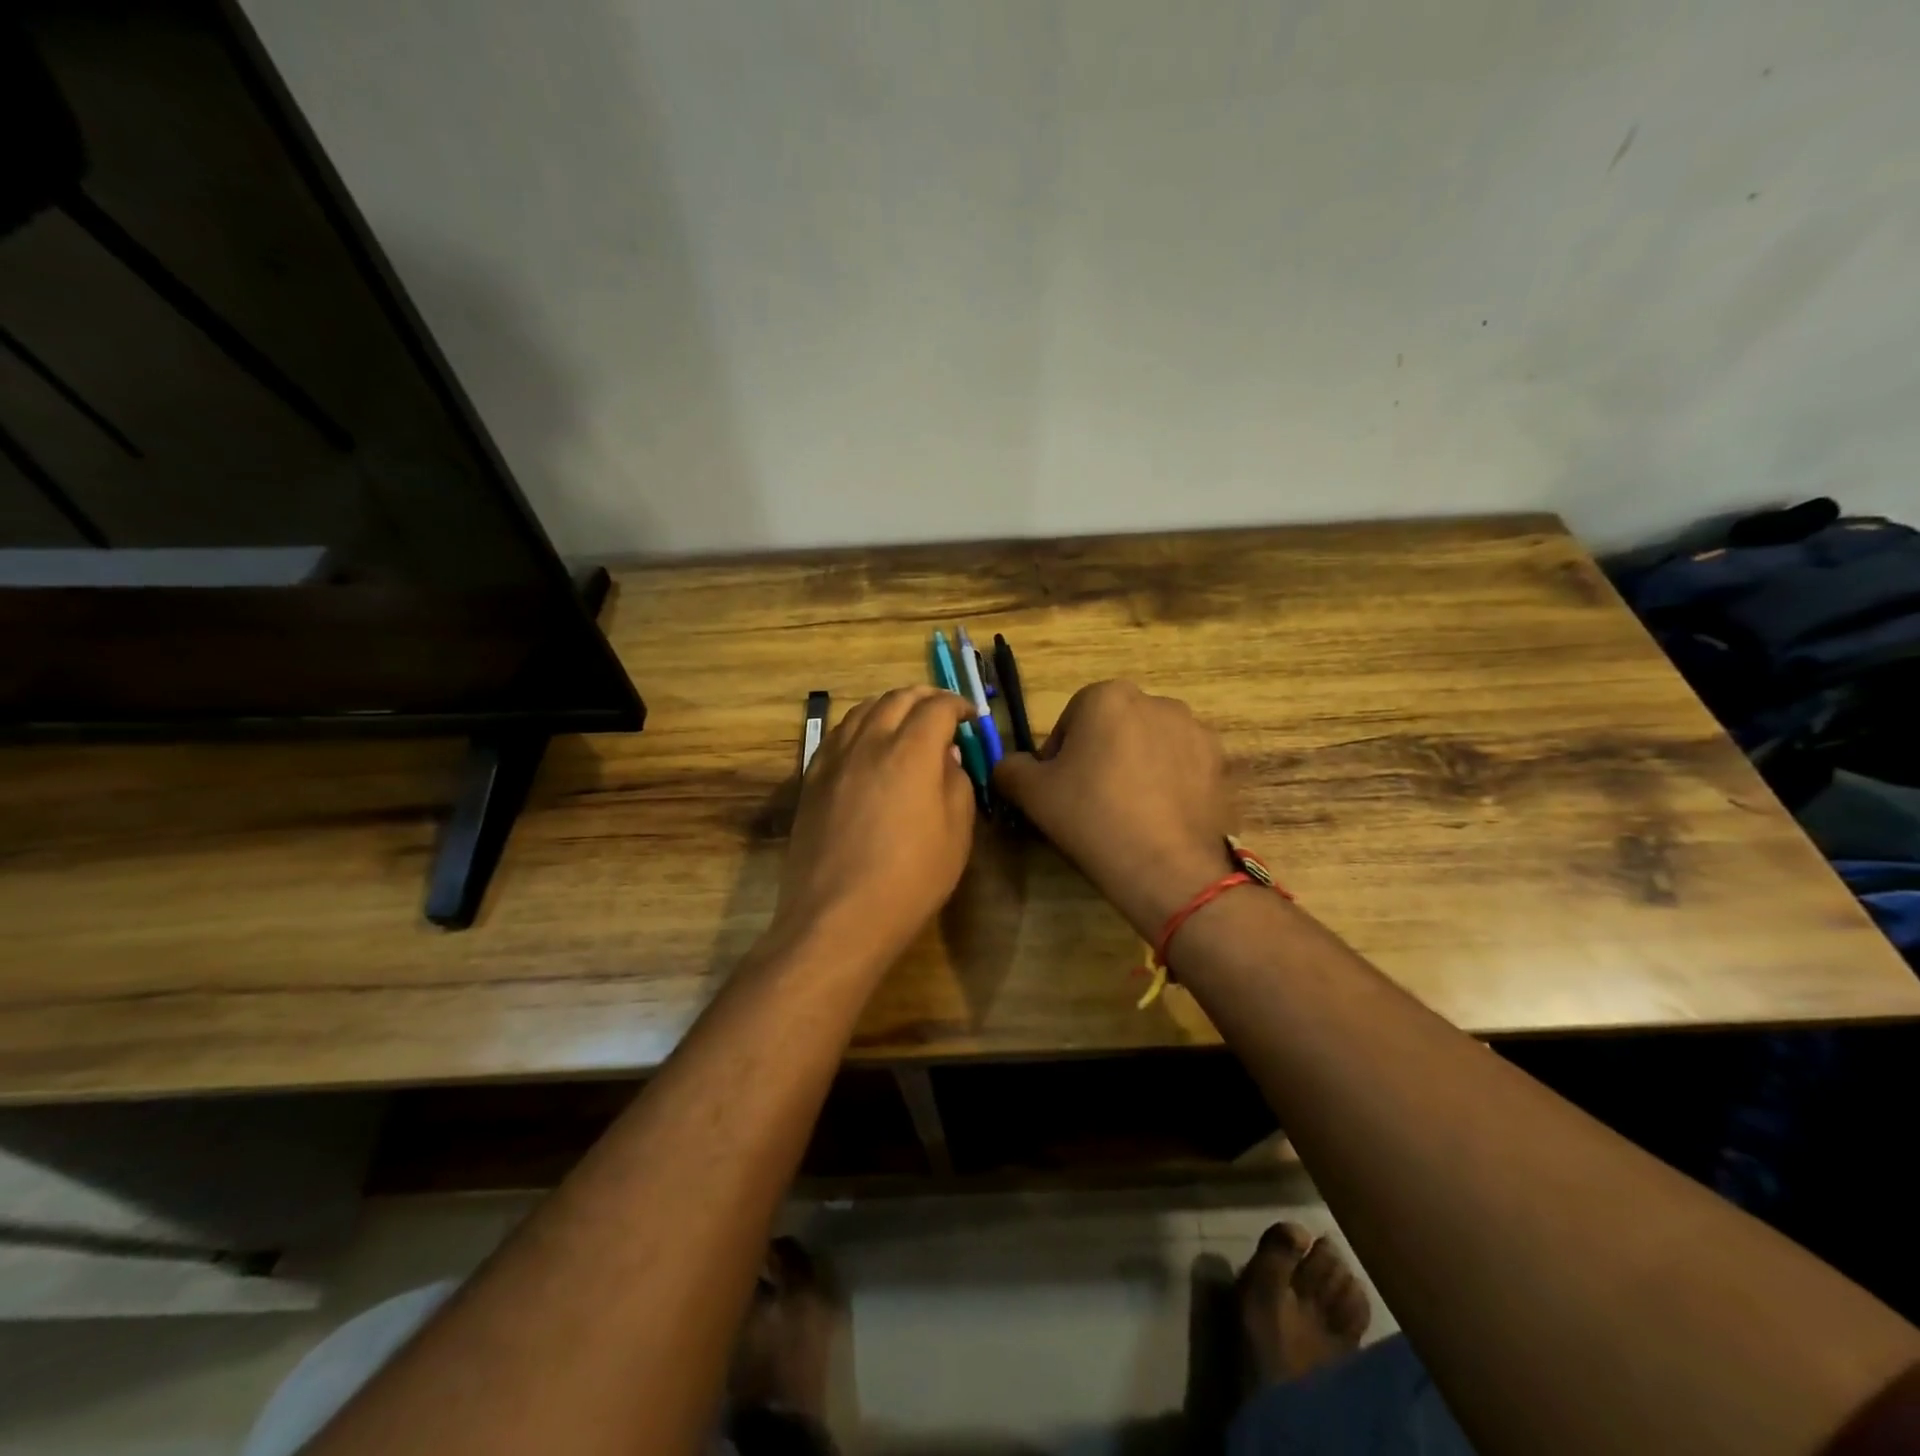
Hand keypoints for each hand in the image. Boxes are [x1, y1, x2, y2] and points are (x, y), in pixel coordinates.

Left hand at [773, 687, 978, 963]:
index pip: (937, 707)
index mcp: (911, 751)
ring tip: (905, 720)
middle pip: (897, 698)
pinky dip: (861, 725)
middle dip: (925, 697)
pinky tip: (868, 744)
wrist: (838, 917)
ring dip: (890, 706)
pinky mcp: (812, 778)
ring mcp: (834, 758)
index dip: (958, 705)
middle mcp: (870, 742)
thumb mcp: (956, 833)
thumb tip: (946, 754)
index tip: (969, 716)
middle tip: (942, 710)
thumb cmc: (910, 879)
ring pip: (863, 710)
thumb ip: (956, 781)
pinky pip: (838, 734)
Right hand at [994, 681, 1233, 936]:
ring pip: (1148, 745)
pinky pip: (1181, 766)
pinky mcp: (1220, 762)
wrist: (1167, 868)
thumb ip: (1010, 768)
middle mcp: (1156, 701)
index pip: (1070, 722)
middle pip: (1112, 729)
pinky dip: (1168, 784)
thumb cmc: (1091, 818)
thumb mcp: (1031, 794)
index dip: (1058, 759)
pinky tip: (1159, 818)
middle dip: (1100, 757)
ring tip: (1129, 813)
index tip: (1059, 793)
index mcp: (1107, 696)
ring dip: (1136, 767)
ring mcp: (1195, 730)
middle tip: (1091, 804)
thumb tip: (1010, 766)